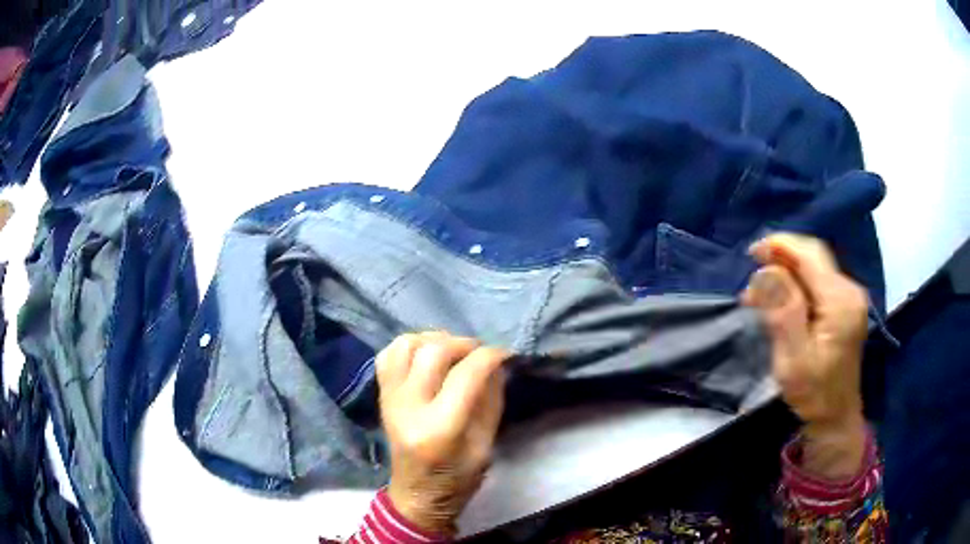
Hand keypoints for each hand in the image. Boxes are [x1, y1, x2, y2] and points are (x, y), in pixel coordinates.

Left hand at [377, 331, 508, 535]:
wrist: (416, 494)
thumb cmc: (457, 478)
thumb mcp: (485, 445)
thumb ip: (490, 400)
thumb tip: (494, 363)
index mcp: (439, 429)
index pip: (466, 375)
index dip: (490, 356)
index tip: (505, 354)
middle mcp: (408, 407)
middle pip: (433, 352)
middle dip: (464, 344)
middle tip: (480, 353)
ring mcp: (389, 399)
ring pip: (406, 345)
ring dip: (434, 339)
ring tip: (452, 351)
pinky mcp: (381, 395)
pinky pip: (387, 354)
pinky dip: (409, 345)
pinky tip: (426, 355)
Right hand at [744, 233, 868, 479]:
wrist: (835, 417)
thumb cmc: (813, 393)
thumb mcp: (793, 359)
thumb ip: (783, 312)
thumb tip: (766, 270)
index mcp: (840, 301)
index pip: (810, 255)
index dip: (780, 245)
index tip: (751, 253)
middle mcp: (849, 290)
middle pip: (813, 257)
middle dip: (781, 258)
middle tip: (753, 278)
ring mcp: (849, 297)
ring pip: (814, 268)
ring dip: (786, 273)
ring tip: (759, 295)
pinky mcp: (844, 305)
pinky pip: (817, 282)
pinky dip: (795, 285)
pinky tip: (780, 300)